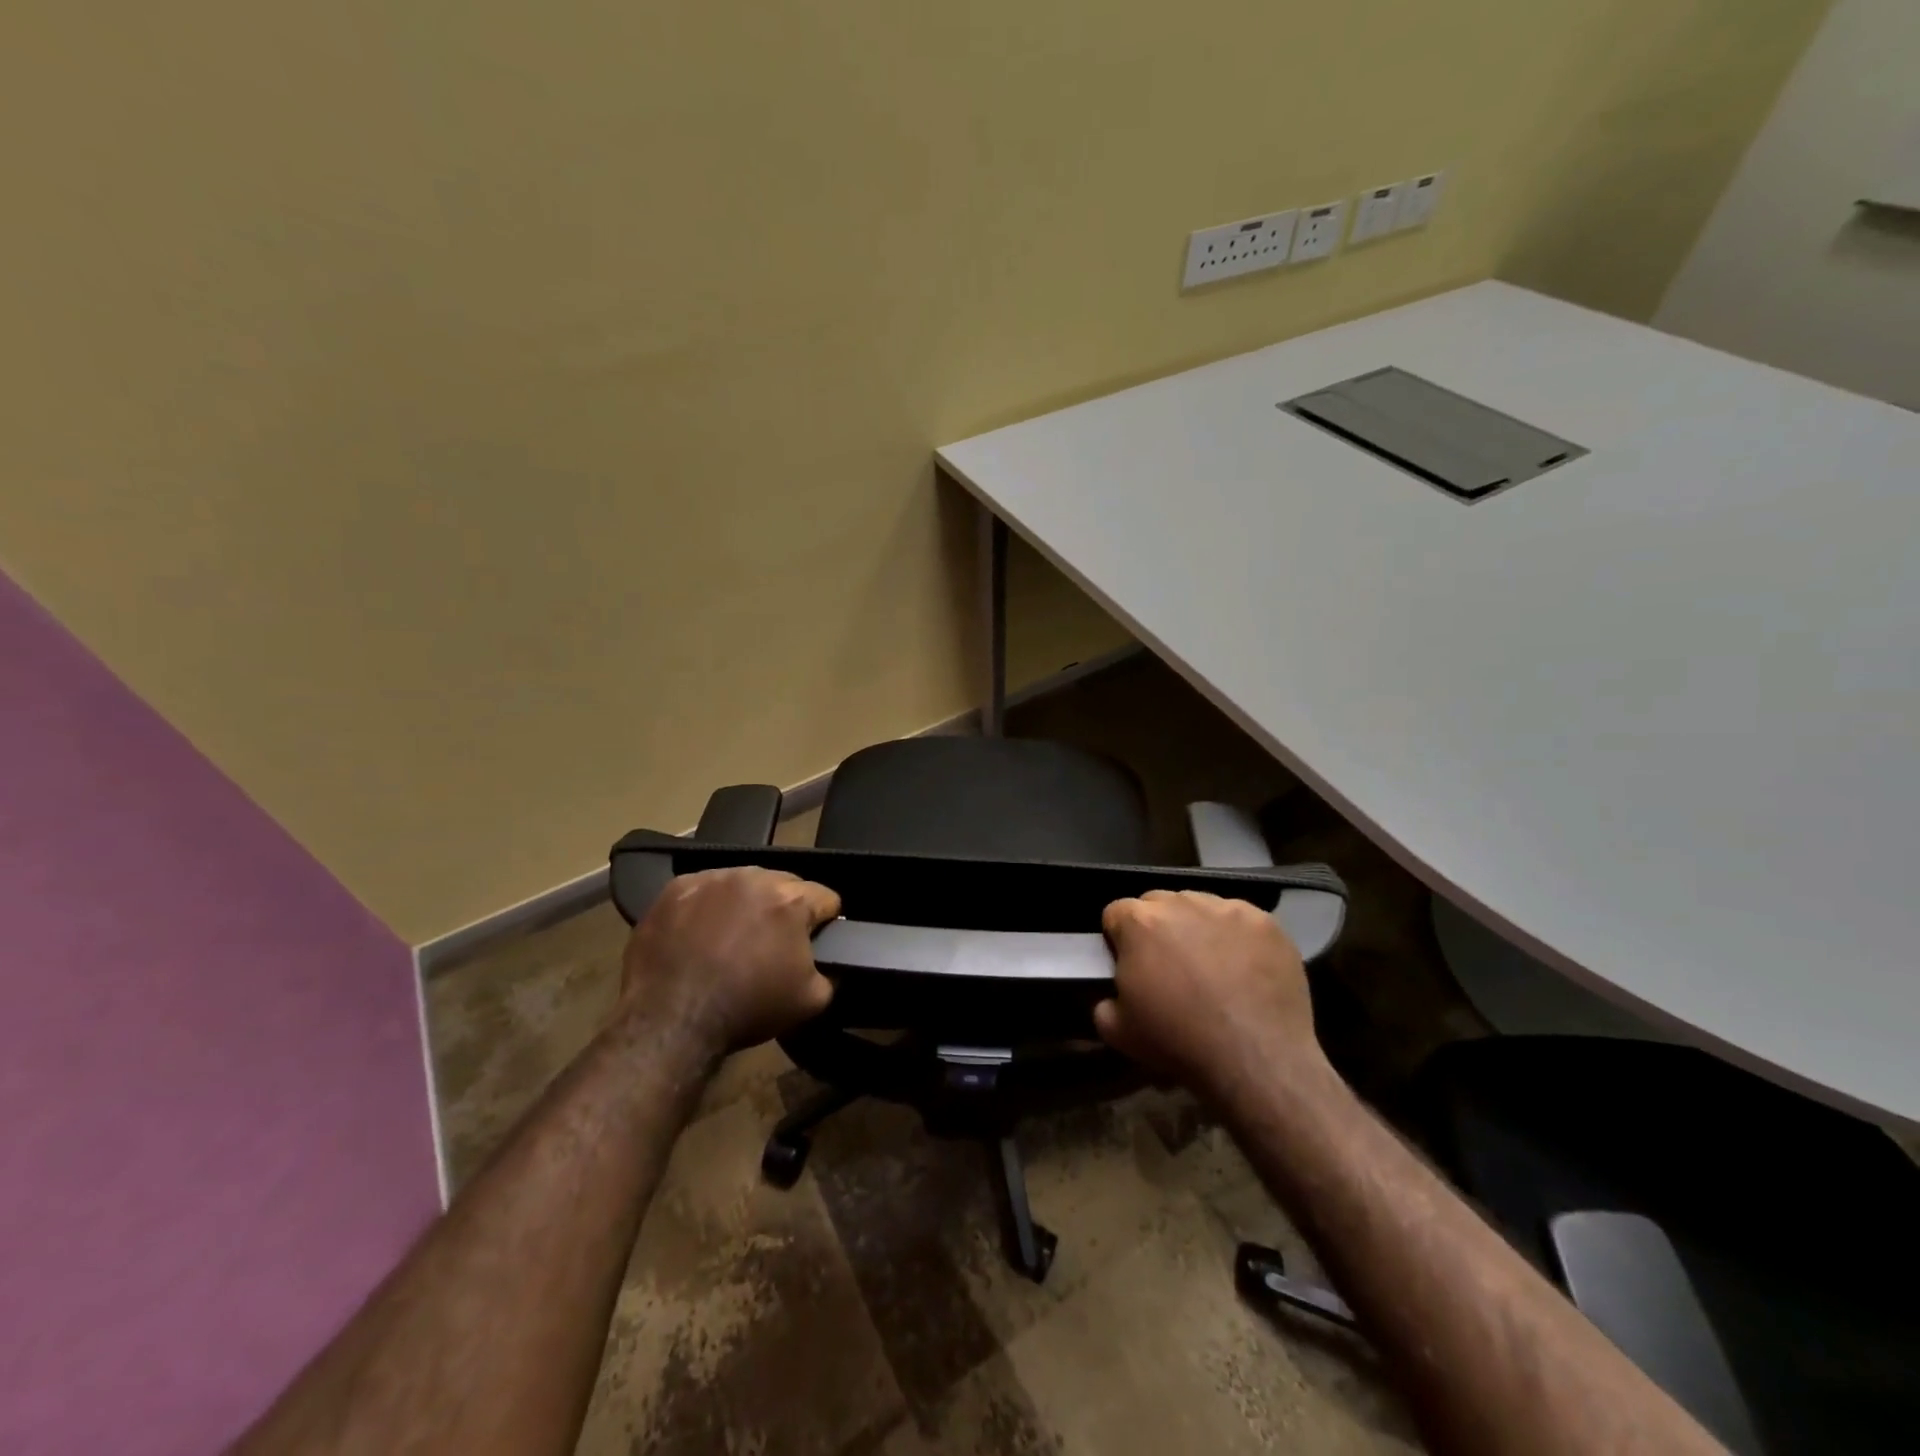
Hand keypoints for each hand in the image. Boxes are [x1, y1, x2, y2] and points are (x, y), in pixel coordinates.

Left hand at [617, 867, 840, 1053]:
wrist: (669, 1021)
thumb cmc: (746, 1009)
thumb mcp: (811, 1001)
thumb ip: (831, 972)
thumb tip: (829, 962)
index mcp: (791, 900)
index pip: (826, 898)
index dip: (825, 922)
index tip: (814, 943)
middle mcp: (754, 877)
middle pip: (785, 884)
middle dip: (784, 909)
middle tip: (771, 944)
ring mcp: (711, 878)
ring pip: (744, 883)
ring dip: (746, 904)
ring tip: (732, 939)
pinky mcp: (676, 888)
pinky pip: (704, 889)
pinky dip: (708, 906)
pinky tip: (699, 934)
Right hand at [1094, 890, 1329, 1101]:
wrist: (1256, 1058)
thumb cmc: (1180, 1041)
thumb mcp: (1118, 1031)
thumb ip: (1104, 1001)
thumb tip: (1113, 995)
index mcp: (1139, 922)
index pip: (1116, 912)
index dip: (1119, 939)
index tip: (1131, 964)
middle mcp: (1181, 903)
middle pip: (1158, 903)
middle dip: (1157, 927)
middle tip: (1170, 966)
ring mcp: (1226, 909)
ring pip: (1200, 906)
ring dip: (1197, 927)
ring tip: (1211, 965)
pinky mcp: (1264, 922)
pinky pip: (1240, 919)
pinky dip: (1236, 937)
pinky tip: (1245, 968)